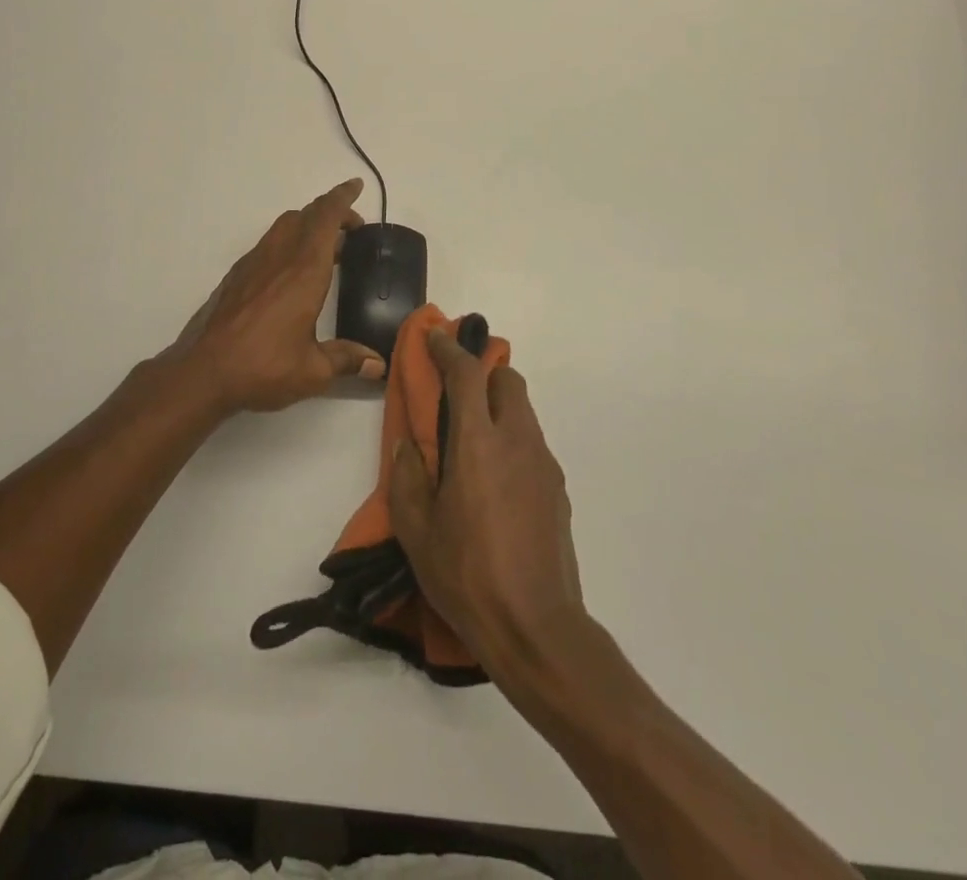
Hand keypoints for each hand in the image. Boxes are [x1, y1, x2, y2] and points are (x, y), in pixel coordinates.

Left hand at [168, 179, 386, 412]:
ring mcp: (254, 263)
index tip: (356, 186)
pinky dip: (288, 240)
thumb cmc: (263, 366)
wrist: (204, 371)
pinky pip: (269, 242)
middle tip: (351, 227)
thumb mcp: (313, 370)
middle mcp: (280, 257)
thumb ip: (346, 360)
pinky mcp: (237, 275)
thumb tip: (377, 365)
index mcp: (305, 271)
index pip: (326, 218)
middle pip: (306, 215)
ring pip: (284, 225)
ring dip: (308, 223)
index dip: (343, 198)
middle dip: (331, 211)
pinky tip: (292, 270)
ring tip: (326, 247)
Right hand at [389, 325, 585, 681]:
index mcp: (478, 444)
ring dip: (496, 405)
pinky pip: (531, 443)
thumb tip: (409, 445)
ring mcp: (543, 465)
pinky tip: (493, 477)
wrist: (537, 628)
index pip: (467, 374)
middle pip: (507, 381)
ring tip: (470, 436)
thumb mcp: (417, 529)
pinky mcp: (557, 490)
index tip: (434, 337)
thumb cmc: (467, 574)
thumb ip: (408, 476)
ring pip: (523, 411)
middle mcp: (517, 442)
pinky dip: (511, 437)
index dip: (449, 349)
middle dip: (481, 372)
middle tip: (454, 389)